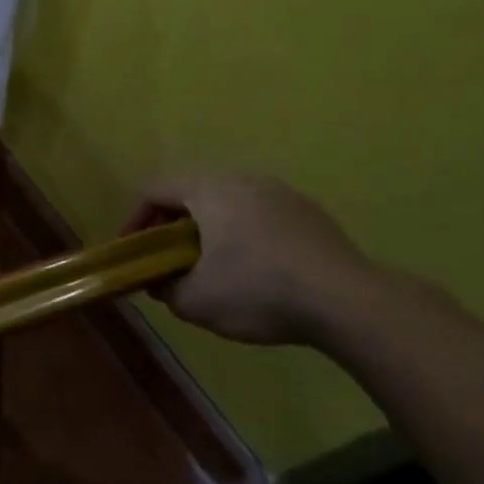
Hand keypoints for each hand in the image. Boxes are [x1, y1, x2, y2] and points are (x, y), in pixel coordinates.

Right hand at [125, 172, 380, 345]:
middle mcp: (243, 179)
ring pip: (226, 202)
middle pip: (190, 191)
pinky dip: (241, 235)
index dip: (133, 220)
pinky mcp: (310, 215)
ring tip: (207, 265)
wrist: (350, 304)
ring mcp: (282, 194)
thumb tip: (159, 282)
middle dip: (170, 224)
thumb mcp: (193, 301)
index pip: (152, 189)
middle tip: (166, 257)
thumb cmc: (257, 291)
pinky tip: (251, 271)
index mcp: (208, 188)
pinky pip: (258, 215)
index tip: (133, 253)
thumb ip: (163, 287)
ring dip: (207, 229)